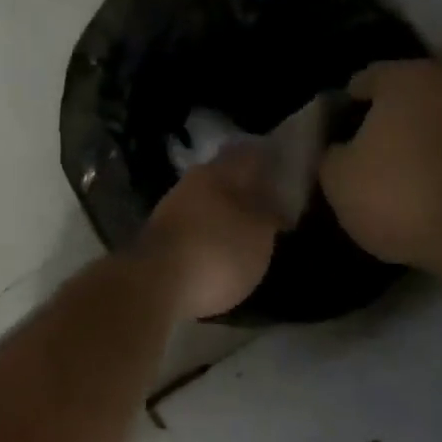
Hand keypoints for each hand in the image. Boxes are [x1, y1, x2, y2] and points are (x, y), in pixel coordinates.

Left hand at [138, 147, 285, 320]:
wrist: (154, 287)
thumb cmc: (216, 253)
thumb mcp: (258, 235)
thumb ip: (269, 213)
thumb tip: (273, 200)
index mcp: (215, 173)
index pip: (248, 154)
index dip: (269, 159)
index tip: (288, 168)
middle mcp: (188, 185)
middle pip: (223, 179)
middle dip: (245, 189)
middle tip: (272, 203)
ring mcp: (169, 212)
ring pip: (205, 203)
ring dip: (225, 213)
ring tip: (249, 230)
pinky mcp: (158, 240)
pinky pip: (192, 229)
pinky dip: (208, 235)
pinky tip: (220, 249)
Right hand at [319, 60, 441, 270]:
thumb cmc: (398, 192)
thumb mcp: (337, 179)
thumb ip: (334, 154)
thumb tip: (341, 150)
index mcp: (405, 78)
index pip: (365, 80)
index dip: (346, 107)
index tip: (336, 134)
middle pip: (412, 98)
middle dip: (393, 122)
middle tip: (372, 155)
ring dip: (430, 142)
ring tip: (409, 177)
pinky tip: (440, 193)